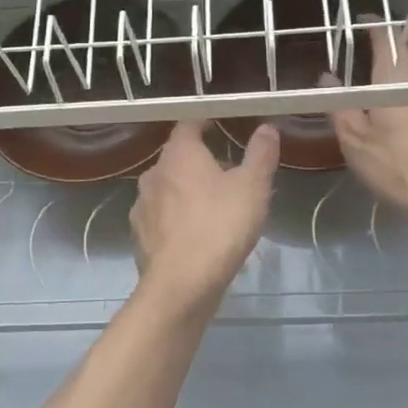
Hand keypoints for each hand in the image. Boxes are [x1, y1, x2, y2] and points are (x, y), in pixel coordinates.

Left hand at [130, 121, 278, 310]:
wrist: (181, 285)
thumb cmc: (220, 226)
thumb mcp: (252, 187)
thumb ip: (260, 154)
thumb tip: (267, 127)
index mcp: (179, 155)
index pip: (187, 125)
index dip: (203, 123)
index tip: (218, 126)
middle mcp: (153, 174)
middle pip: (177, 158)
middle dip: (199, 162)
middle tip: (227, 173)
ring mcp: (142, 206)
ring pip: (167, 189)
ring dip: (187, 192)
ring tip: (214, 207)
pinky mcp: (140, 236)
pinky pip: (161, 218)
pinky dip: (177, 219)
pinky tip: (195, 235)